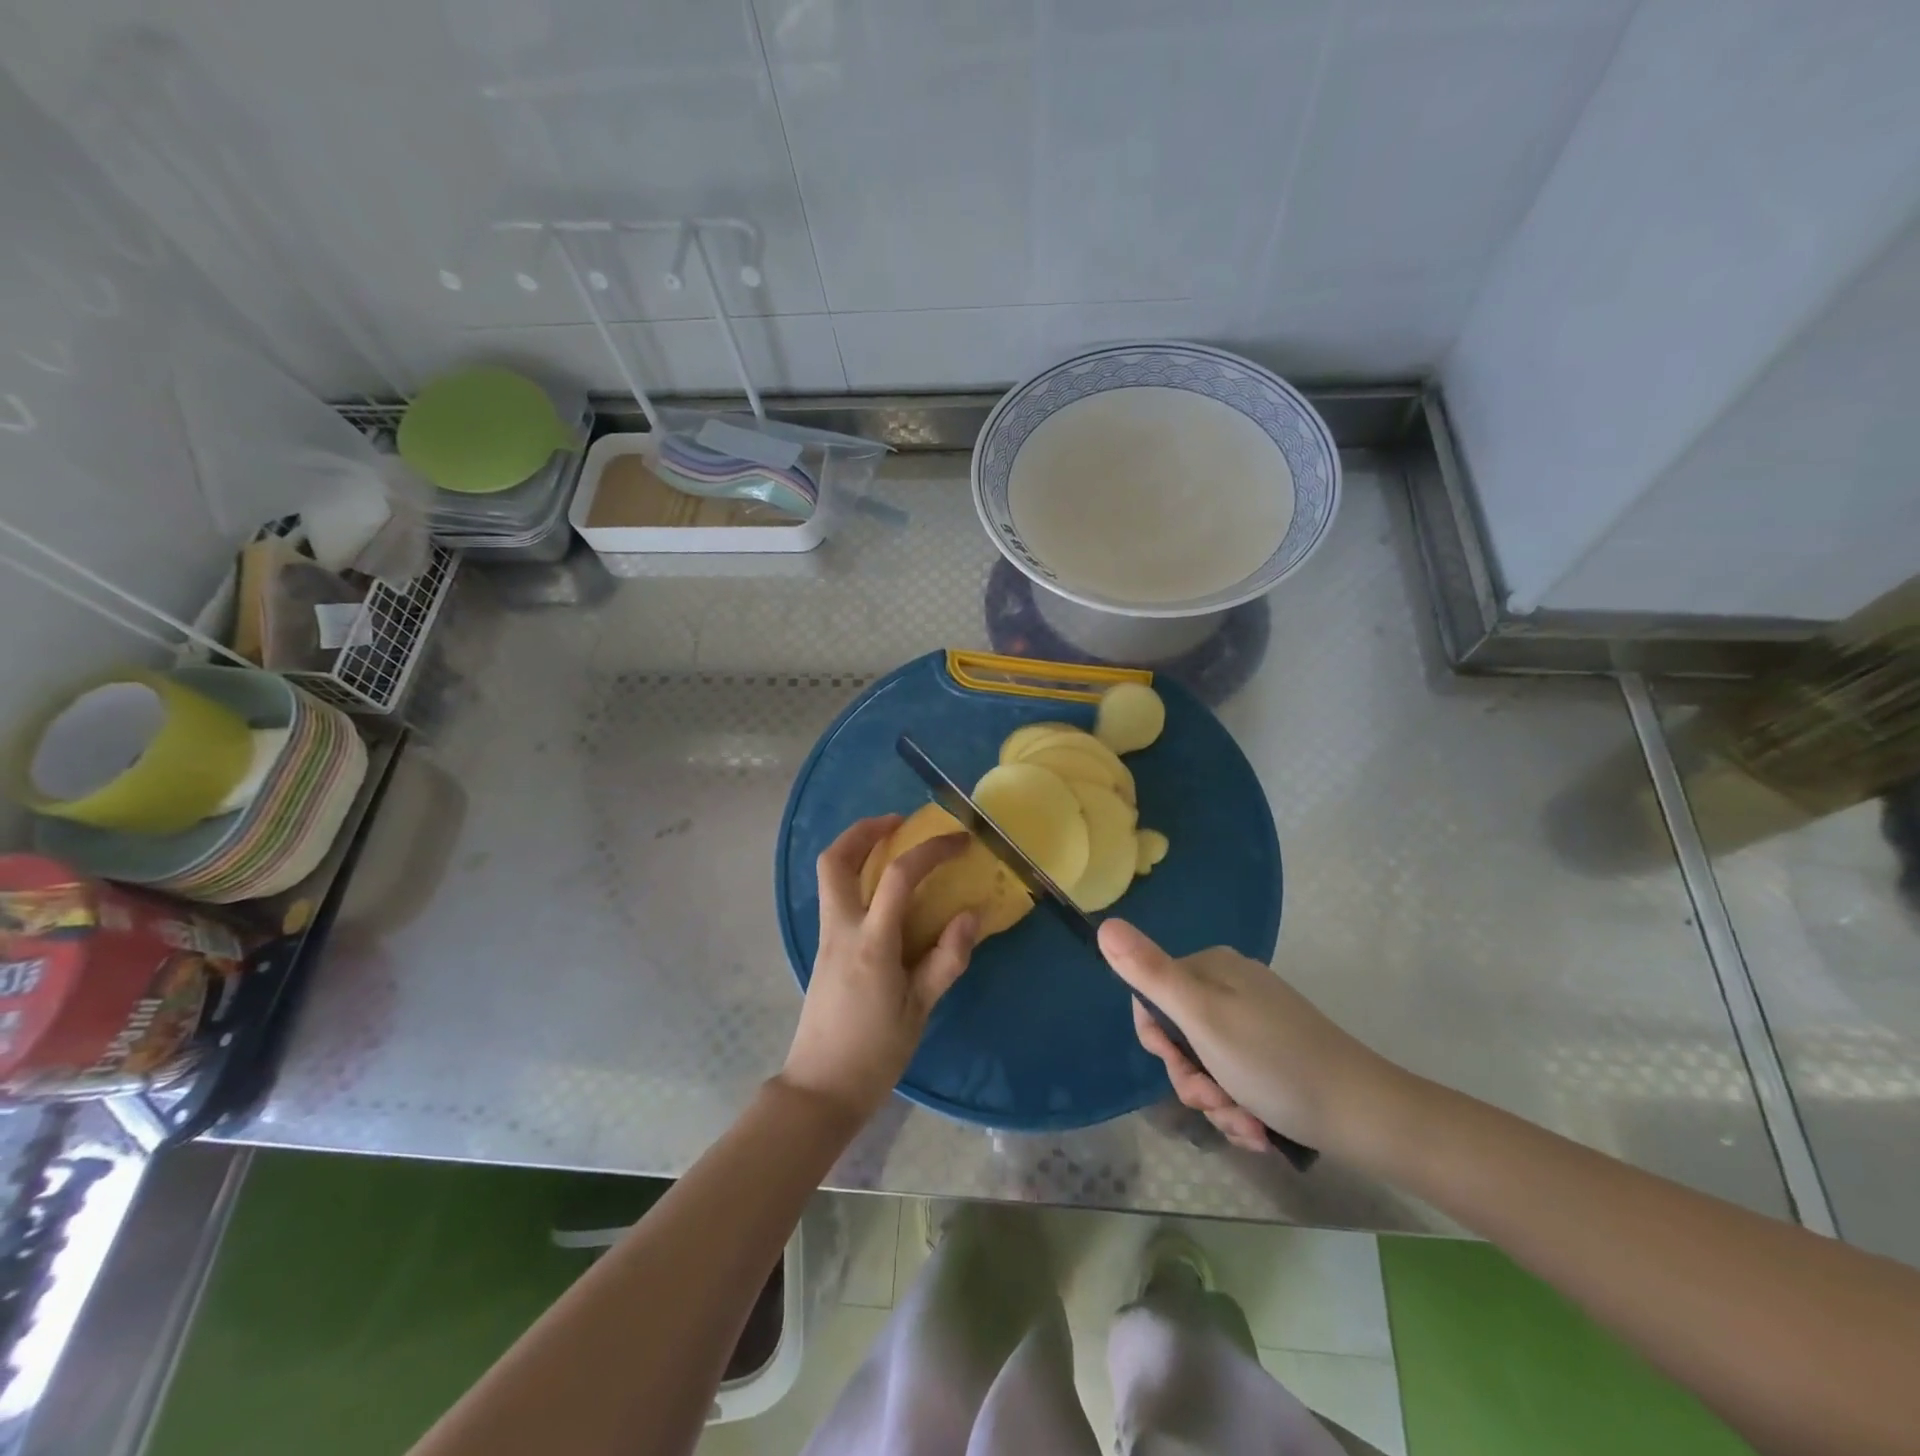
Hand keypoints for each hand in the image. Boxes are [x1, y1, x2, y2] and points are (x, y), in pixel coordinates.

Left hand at [780, 815, 978, 1122]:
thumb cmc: (875, 1053)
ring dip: (856, 847)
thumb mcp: (921, 1009)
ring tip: (891, 843)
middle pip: (836, 860)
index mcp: (872, 944)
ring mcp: (826, 937)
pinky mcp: (824, 948)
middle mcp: (842, 930)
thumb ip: (947, 959)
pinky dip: (855, 874)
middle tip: (900, 822)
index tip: (959, 841)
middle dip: (865, 830)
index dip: (931, 850)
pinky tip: (883, 889)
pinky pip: (835, 896)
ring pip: (829, 875)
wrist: (821, 1088)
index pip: (899, 877)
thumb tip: (971, 914)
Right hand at [1098, 919, 1403, 1155]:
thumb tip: (1104, 924)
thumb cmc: (1275, 1063)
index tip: (1180, 1067)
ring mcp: (1256, 1021)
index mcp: (1212, 968)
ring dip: (1217, 1102)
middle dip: (1192, 1080)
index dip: (1157, 1041)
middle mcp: (1232, 986)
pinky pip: (1235, 1079)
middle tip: (1217, 1102)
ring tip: (1246, 1124)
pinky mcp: (1275, 1055)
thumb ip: (1150, 973)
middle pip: (1179, 1035)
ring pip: (1206, 1064)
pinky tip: (1258, 1127)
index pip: (1152, 997)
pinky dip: (1239, 1107)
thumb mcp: (1201, 1018)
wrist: (1366, 1116)